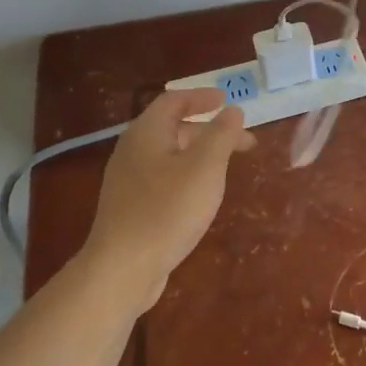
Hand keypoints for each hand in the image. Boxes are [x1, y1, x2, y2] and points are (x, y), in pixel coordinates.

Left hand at [80, 88, 253, 309]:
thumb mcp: (205, 167)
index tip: (228, 102)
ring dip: (200, 154)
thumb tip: (232, 110)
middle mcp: (132, 151)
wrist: (123, 268)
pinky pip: (163, 178)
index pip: (174, 101)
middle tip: (243, 142)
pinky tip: (201, 195)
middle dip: (210, 130)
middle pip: (173, 128)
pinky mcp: (130, 206)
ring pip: (169, 155)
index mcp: (147, 133)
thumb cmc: (168, 210)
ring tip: (227, 168)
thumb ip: (222, 135)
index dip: (202, 97)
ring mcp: (128, 181)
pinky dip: (187, 174)